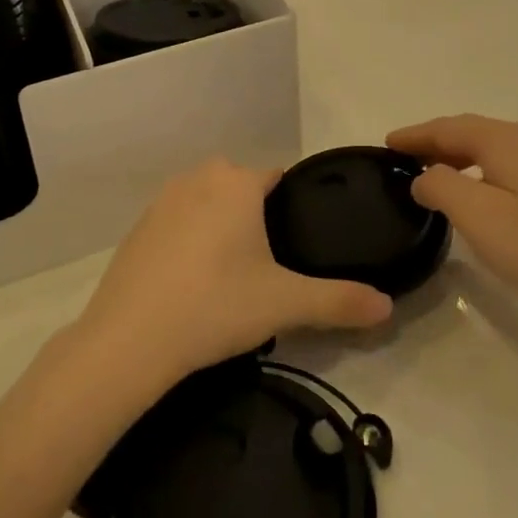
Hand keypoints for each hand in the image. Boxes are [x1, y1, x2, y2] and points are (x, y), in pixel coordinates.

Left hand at [76, 159, 393, 390]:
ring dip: (221, 226)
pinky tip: (193, 282)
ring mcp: (162, 201)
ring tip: (233, 276)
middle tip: (269, 266)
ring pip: (207, 203)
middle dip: (256, 216)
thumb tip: (388, 306)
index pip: (277, 177)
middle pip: (241, 187)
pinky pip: (177, 223)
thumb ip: (339, 301)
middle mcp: (198, 179)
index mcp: (237, 183)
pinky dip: (190, 242)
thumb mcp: (285, 304)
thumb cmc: (215, 306)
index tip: (299, 242)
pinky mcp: (137, 228)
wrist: (129, 340)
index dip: (292, 207)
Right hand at [388, 115, 517, 339]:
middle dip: (434, 142)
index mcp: (506, 141)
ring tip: (433, 176)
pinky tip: (480, 194)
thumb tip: (425, 176)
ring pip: (492, 148)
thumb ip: (441, 187)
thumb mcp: (479, 217)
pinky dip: (482, 169)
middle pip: (471, 132)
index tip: (385, 144)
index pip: (448, 127)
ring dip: (458, 156)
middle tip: (403, 159)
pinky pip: (510, 165)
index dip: (414, 135)